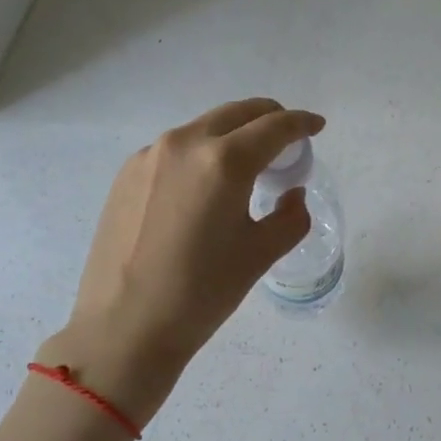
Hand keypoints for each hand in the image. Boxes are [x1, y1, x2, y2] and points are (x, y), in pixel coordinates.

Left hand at [43, 98, 324, 422]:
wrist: (123, 327)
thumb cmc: (201, 293)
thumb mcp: (260, 255)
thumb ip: (290, 217)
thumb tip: (291, 194)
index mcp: (223, 161)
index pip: (274, 126)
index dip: (302, 123)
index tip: (317, 126)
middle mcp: (184, 144)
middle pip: (237, 113)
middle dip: (269, 118)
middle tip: (287, 141)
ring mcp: (149, 156)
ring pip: (204, 128)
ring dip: (233, 135)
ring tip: (246, 167)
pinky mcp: (126, 174)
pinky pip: (176, 150)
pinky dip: (201, 154)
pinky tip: (204, 188)